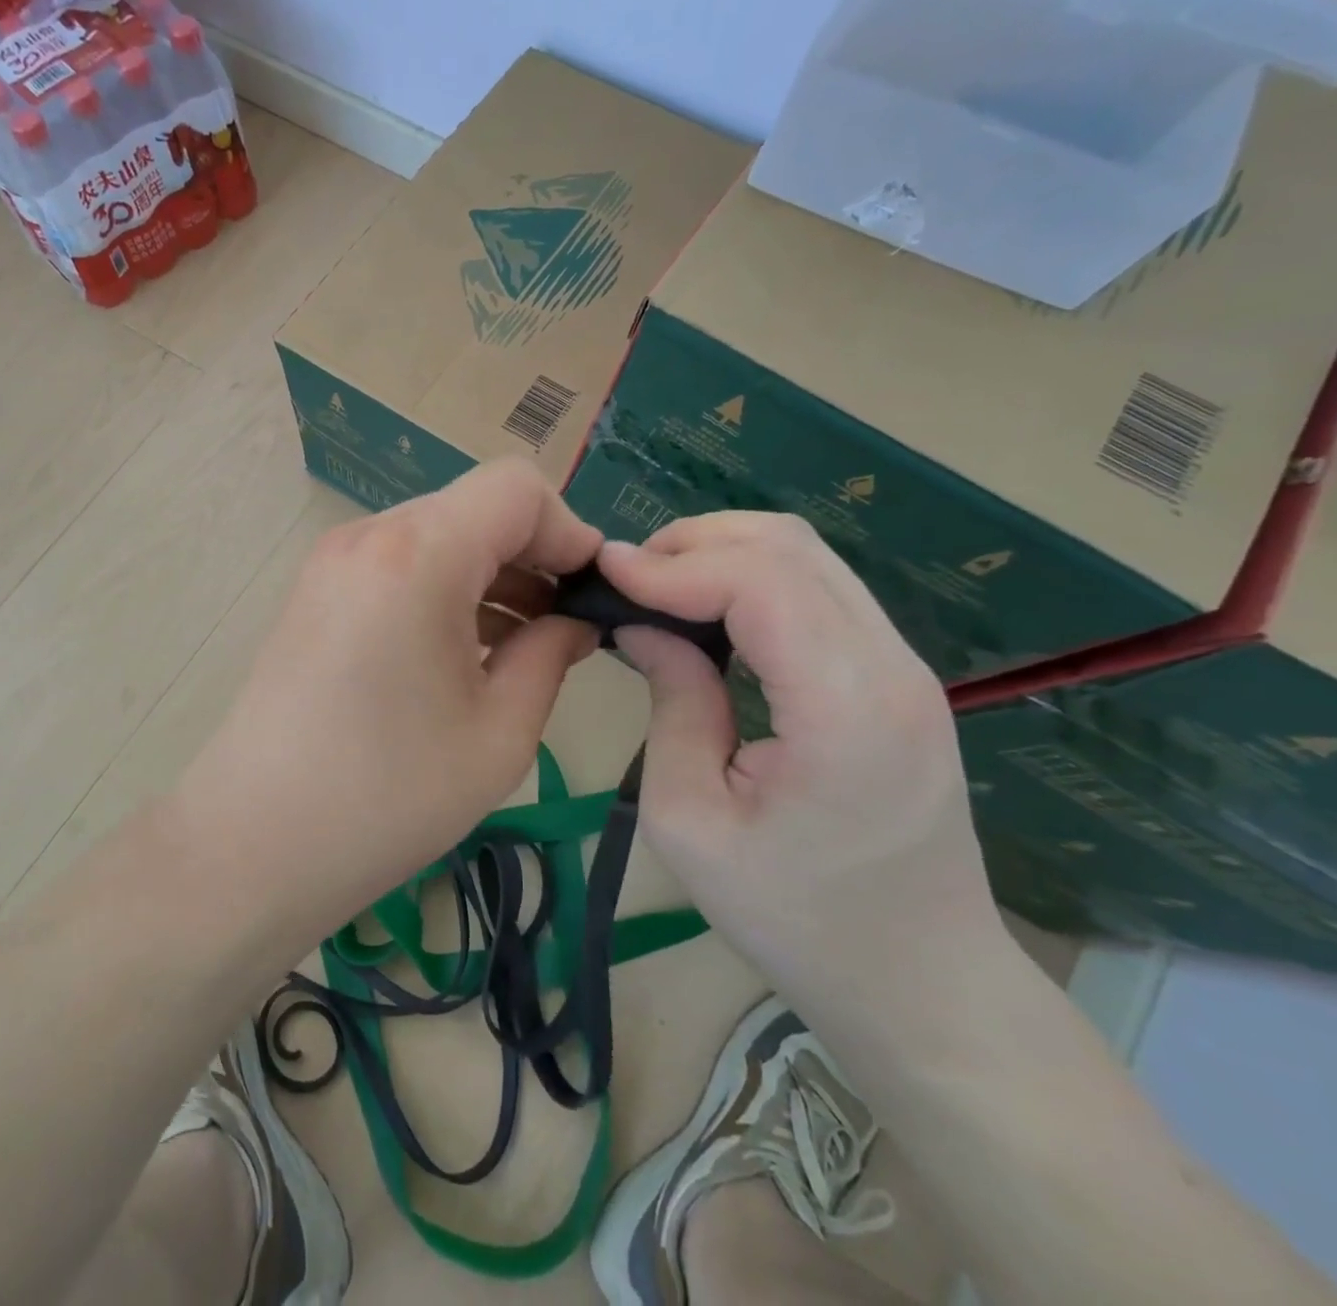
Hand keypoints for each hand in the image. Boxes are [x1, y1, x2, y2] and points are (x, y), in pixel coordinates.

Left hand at [175, 459, 601, 930]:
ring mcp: (333, 562)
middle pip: (475, 508)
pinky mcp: (315, 592)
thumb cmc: (385, 797)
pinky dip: (444, 589)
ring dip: (488, 575)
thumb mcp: (498, 734)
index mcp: (418, 556)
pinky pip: (399, 564)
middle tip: (562, 627)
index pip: (516, 488)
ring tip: (521, 645)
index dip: (568, 532)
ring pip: (437, 535)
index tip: (587, 595)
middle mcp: (369, 536)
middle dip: (531, 555)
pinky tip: (464, 650)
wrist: (251, 842)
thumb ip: (551, 656)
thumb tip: (574, 621)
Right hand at [599, 513, 1007, 1020]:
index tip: (604, 573)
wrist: (922, 986)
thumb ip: (672, 705)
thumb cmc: (796, 921)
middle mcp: (891, 667)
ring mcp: (905, 667)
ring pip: (809, 557)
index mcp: (846, 708)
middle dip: (695, 542)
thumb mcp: (692, 822)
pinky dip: (753, 579)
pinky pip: (820, 591)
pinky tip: (706, 610)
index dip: (673, 565)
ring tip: (656, 586)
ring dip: (723, 554)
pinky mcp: (897, 678)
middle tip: (626, 576)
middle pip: (791, 546)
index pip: (759, 582)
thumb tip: (643, 626)